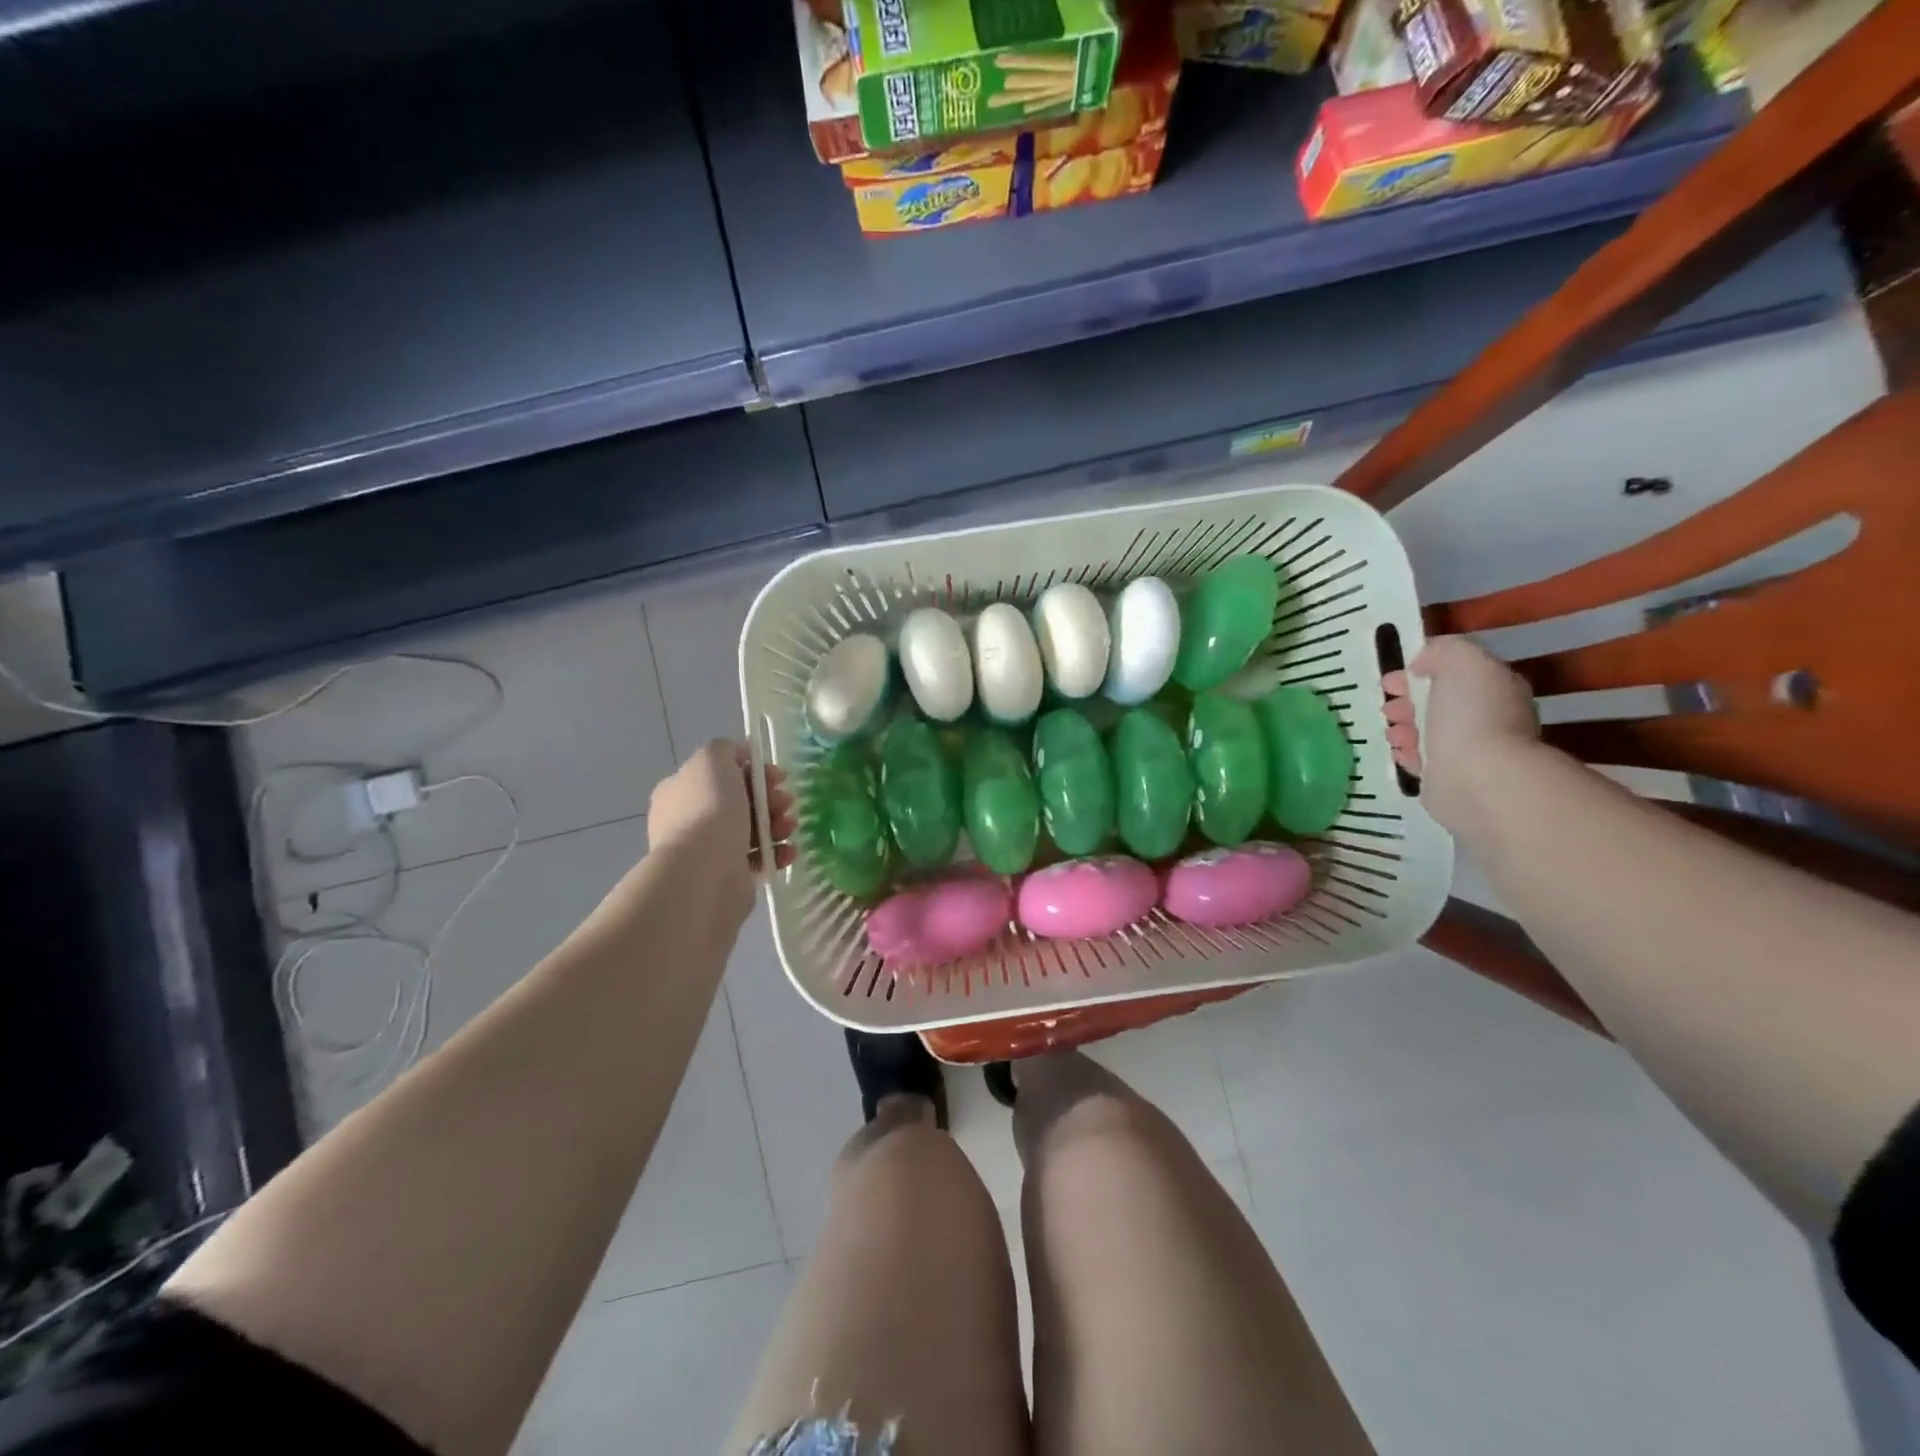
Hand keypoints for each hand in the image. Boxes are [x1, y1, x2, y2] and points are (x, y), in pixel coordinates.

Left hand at [647, 741, 795, 892]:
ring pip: (752, 829)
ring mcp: (708, 849)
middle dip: (770, 798)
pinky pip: (758, 857)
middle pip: (740, 801)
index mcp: (681, 790)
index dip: (753, 770)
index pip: (721, 773)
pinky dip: (777, 852)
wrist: (703, 872)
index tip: (777, 776)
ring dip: (778, 824)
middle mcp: (690, 819)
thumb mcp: (712, 760)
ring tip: (790, 828)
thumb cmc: (709, 810)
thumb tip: (740, 757)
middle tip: (786, 802)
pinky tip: (788, 851)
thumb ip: (725, 749)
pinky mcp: (728, 875)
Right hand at [1382, 637, 1540, 841]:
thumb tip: (1423, 663)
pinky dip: (1406, 752)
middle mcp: (1488, 718)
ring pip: (1429, 731)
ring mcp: (1471, 751)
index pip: (1456, 672)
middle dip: (1407, 701)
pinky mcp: (1450, 779)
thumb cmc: (1471, 716)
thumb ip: (1444, 650)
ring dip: (1404, 727)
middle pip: (1440, 702)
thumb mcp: (1463, 661)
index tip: (1391, 678)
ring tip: (1391, 732)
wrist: (1477, 778)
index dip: (1421, 670)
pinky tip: (1397, 751)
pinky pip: (1422, 759)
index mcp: (1495, 688)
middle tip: (1387, 707)